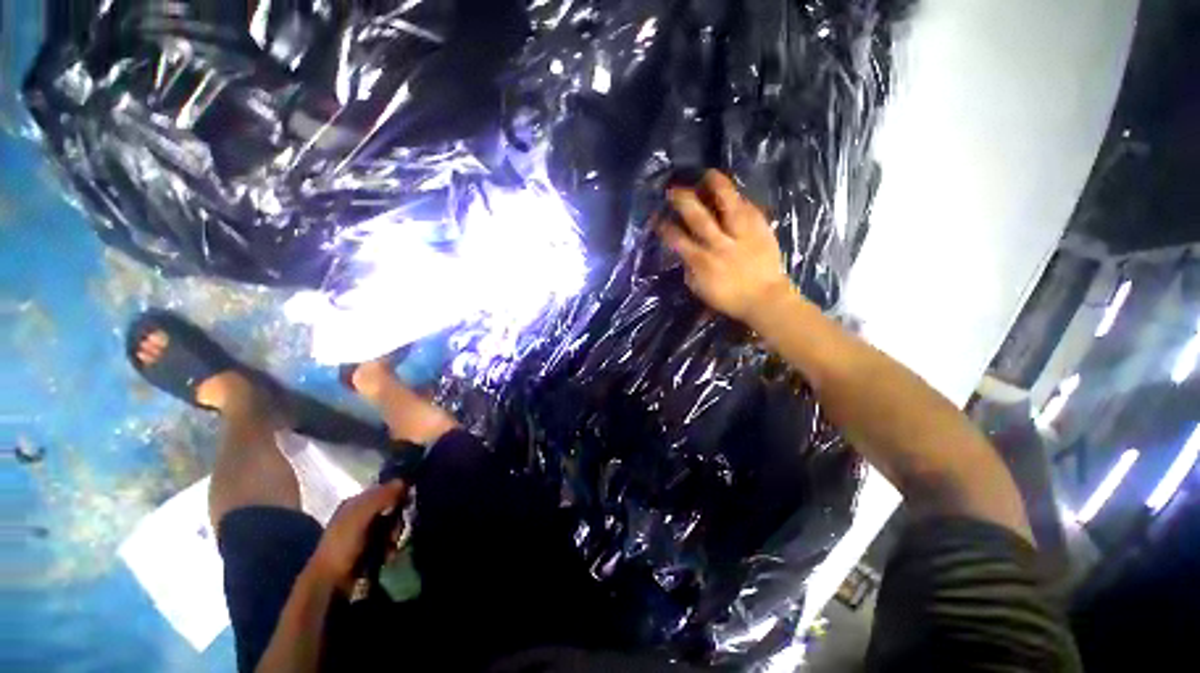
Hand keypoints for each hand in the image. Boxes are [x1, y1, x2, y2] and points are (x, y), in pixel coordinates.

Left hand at [309, 480, 407, 588]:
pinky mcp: (371, 548)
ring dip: (395, 534)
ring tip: (390, 545)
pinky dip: (391, 546)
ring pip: (392, 524)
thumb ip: (380, 498)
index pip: (384, 489)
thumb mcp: (359, 516)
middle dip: (397, 518)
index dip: (397, 492)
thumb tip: (402, 481)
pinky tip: (388, 554)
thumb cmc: (342, 545)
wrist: (330, 582)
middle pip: (391, 508)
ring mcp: (366, 532)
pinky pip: (389, 539)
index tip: (407, 501)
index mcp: (355, 502)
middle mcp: (361, 514)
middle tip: (395, 530)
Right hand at [658, 170, 794, 325]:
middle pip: (698, 217)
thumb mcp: (700, 289)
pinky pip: (748, 208)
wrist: (765, 298)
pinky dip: (738, 198)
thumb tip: (683, 254)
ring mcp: (741, 234)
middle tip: (673, 190)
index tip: (657, 217)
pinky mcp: (760, 229)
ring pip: (727, 205)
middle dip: (684, 200)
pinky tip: (732, 191)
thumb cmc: (729, 298)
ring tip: (707, 174)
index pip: (677, 240)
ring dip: (716, 187)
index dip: (665, 227)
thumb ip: (690, 269)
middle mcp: (719, 244)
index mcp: (701, 261)